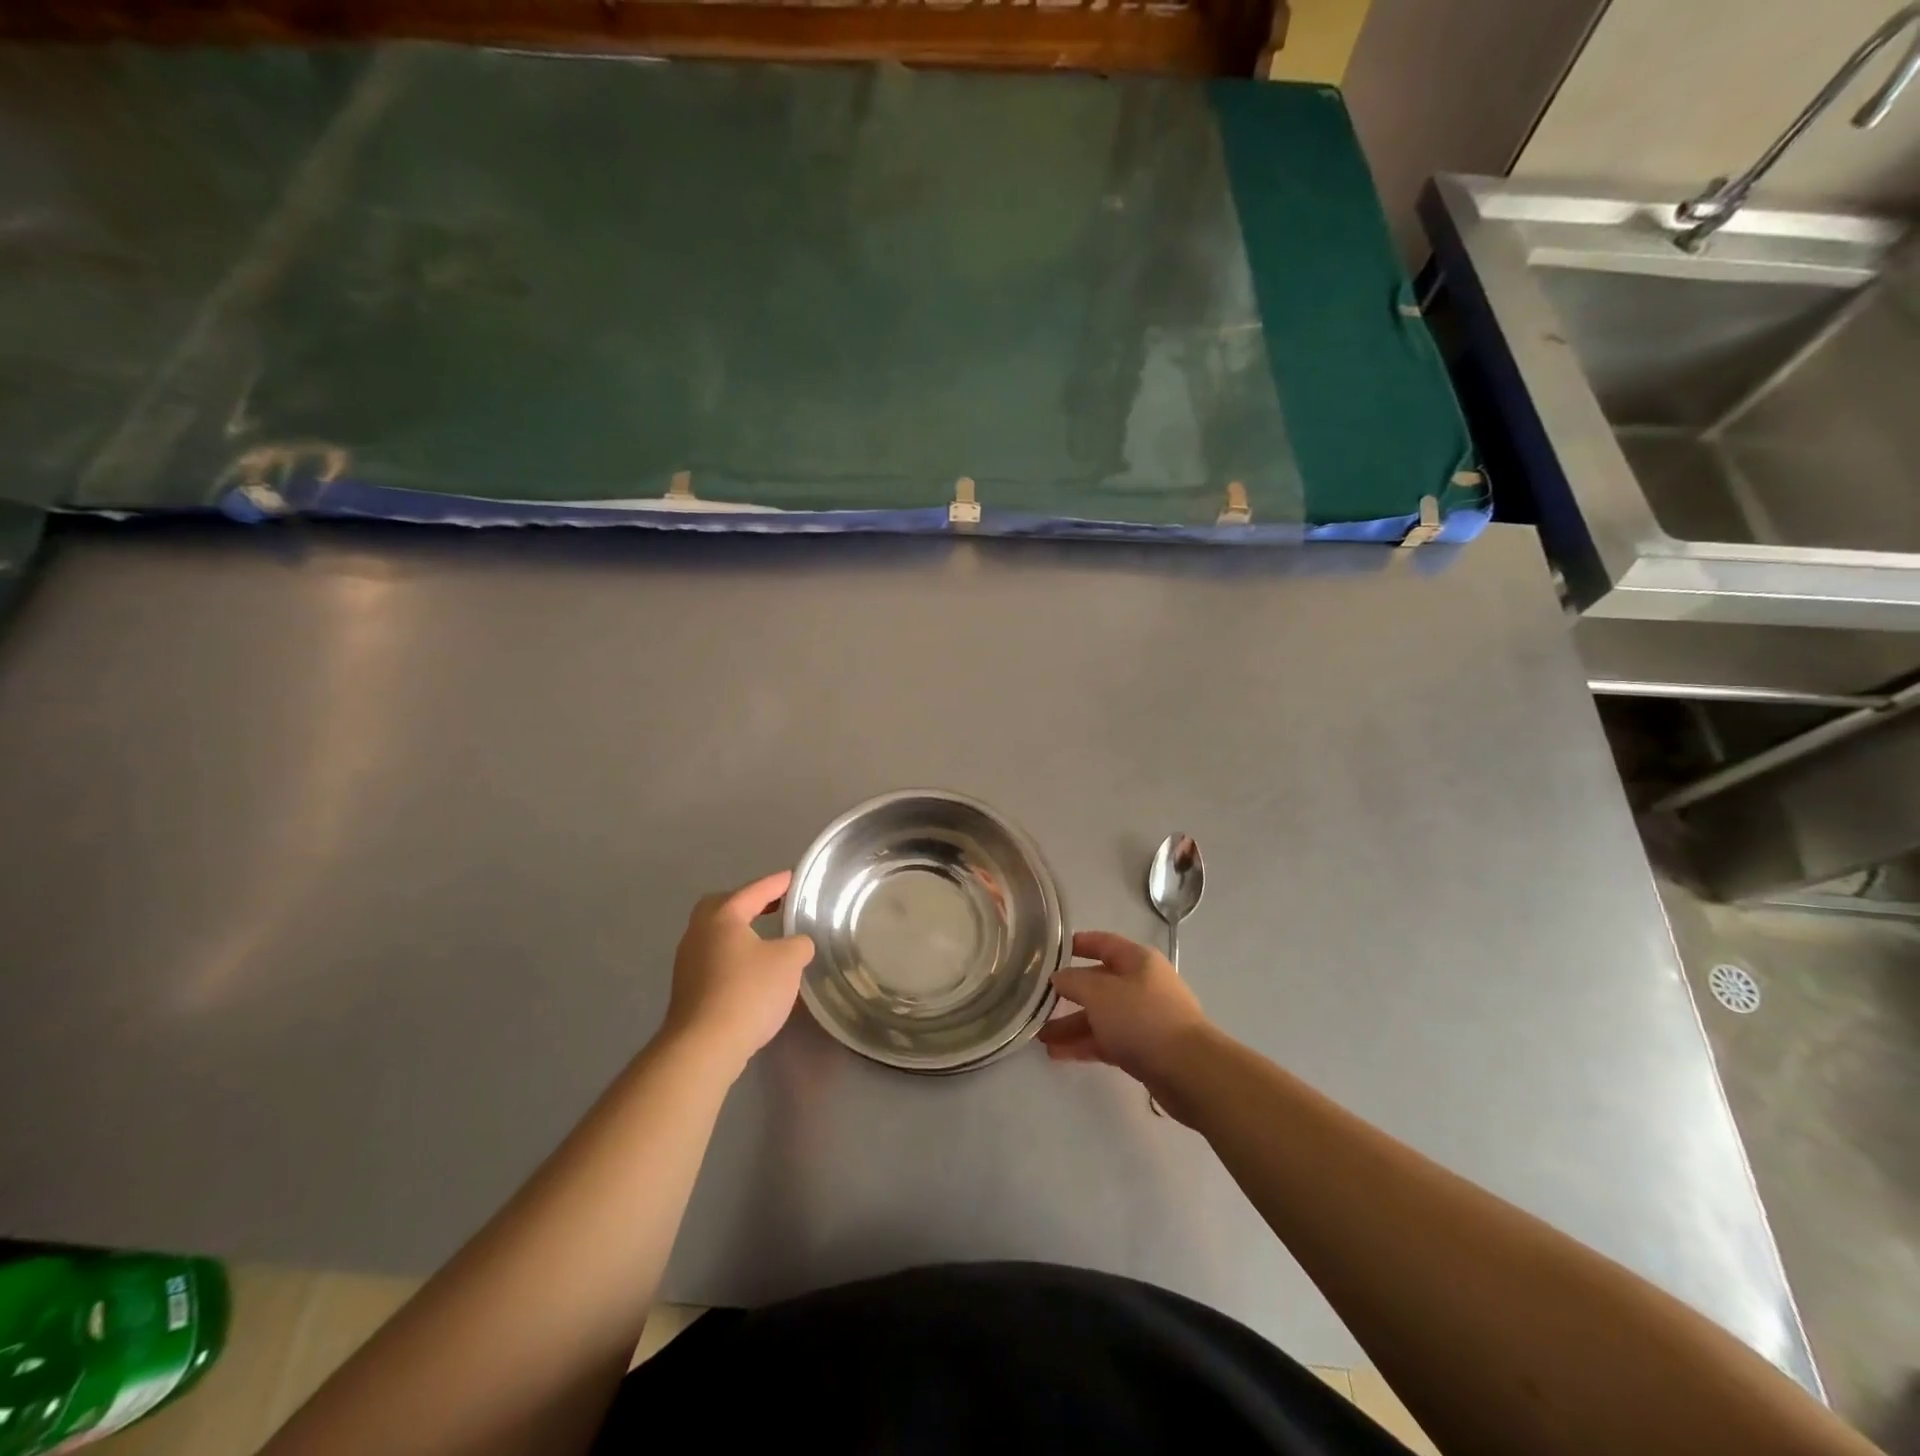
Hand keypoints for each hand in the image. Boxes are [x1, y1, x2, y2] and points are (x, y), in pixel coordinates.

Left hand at [661, 871, 815, 1075]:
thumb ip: (799, 944)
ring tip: (766, 940)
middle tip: (772, 907)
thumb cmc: (748, 992)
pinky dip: (733, 957)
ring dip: (739, 933)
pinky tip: (751, 972)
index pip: (754, 891)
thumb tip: (797, 945)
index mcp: (723, 916)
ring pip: (715, 935)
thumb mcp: (789, 962)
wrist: (704, 1046)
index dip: (776, 883)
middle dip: (747, 904)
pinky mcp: (687, 989)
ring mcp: (688, 962)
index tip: (793, 877)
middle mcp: (699, 933)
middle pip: (722, 907)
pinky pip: (713, 960)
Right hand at [1038, 931, 1213, 1119]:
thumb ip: (1073, 981)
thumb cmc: (1142, 1018)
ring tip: (1040, 1037)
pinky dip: (1085, 1045)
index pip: (1103, 943)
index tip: (1051, 952)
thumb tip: (1058, 978)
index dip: (1078, 944)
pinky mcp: (1146, 1049)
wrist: (1189, 1071)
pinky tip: (1059, 1055)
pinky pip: (1108, 1041)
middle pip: (1099, 984)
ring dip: (1071, 1025)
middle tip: (1038, 1004)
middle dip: (1068, 995)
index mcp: (1137, 961)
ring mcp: (1145, 1018)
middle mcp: (1142, 985)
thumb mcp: (1099, 993)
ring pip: (1101, 1016)